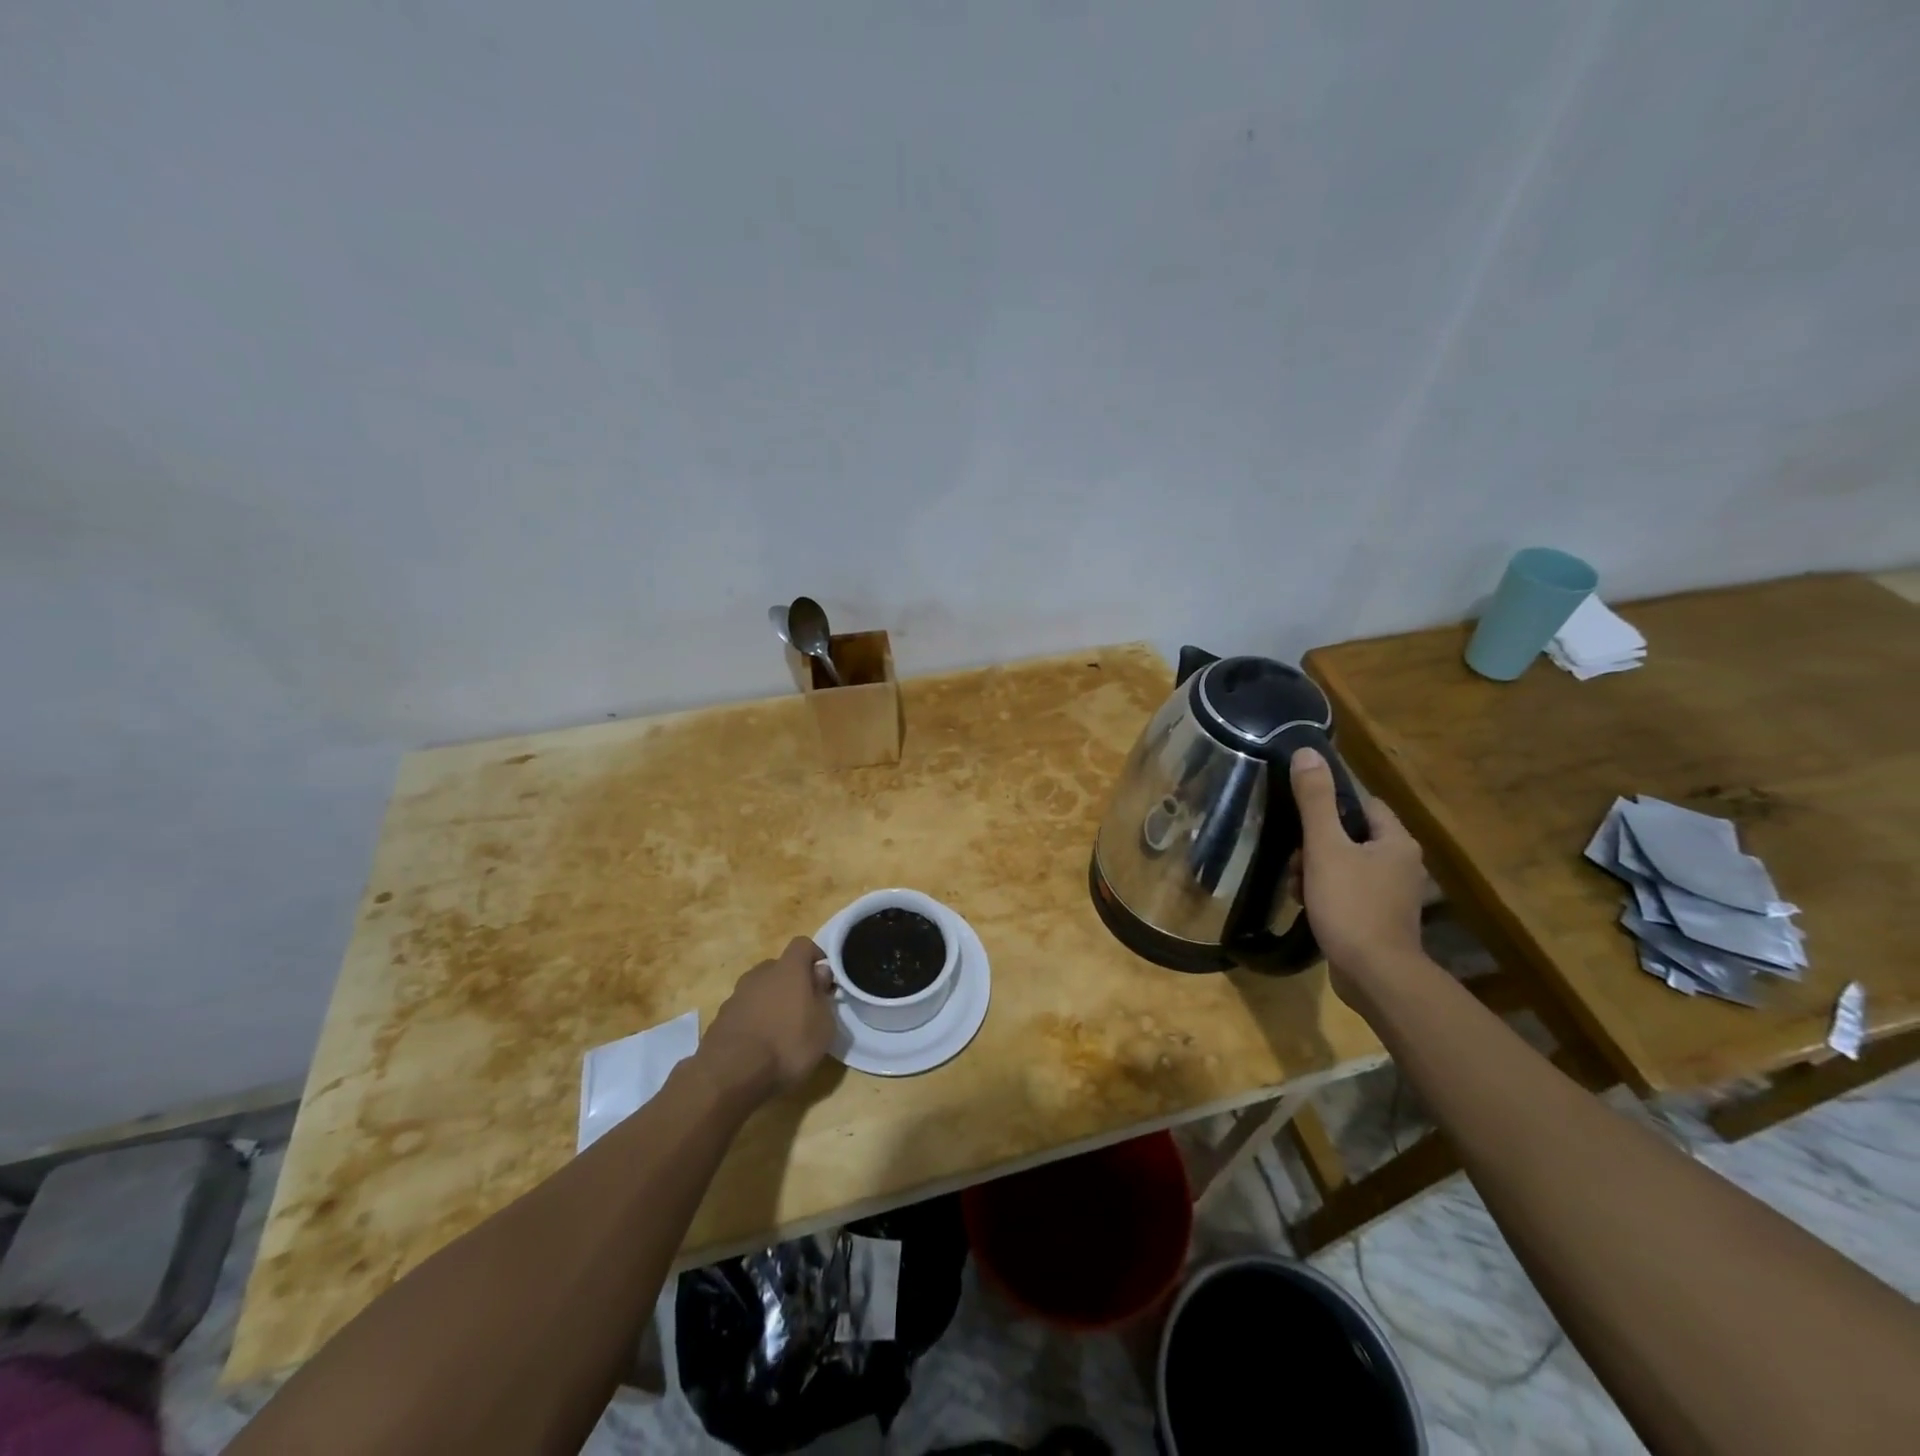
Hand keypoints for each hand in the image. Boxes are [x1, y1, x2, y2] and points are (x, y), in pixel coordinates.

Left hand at [699, 937, 837, 1103]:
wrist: (730, 1074)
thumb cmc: (787, 1045)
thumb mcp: (823, 1025)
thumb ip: (823, 995)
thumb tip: (820, 974)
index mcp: (788, 969)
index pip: (803, 944)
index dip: (815, 957)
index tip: (824, 980)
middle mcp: (760, 974)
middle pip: (779, 967)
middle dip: (792, 982)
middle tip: (803, 1009)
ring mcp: (737, 995)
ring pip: (760, 989)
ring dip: (771, 1002)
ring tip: (780, 1030)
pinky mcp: (720, 1018)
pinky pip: (744, 1010)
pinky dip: (753, 1019)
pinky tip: (759, 1045)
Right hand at [1289, 747, 1426, 993]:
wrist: (1375, 975)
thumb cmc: (1351, 905)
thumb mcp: (1325, 847)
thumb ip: (1314, 800)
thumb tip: (1307, 752)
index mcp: (1396, 841)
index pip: (1363, 804)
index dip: (1330, 805)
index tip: (1300, 815)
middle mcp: (1402, 864)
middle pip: (1351, 836)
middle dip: (1316, 845)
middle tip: (1295, 859)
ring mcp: (1393, 894)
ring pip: (1346, 865)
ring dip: (1316, 871)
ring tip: (1296, 887)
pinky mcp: (1381, 919)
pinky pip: (1349, 892)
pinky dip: (1326, 893)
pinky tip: (1307, 906)